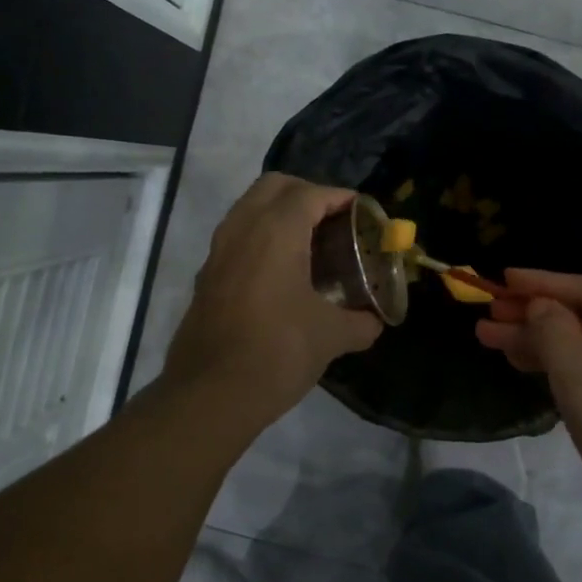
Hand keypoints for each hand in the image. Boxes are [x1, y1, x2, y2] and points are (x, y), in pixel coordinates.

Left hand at [162, 175, 382, 426]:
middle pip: (275, 186)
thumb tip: (374, 322)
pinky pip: (237, 236)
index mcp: (276, 232)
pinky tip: (282, 272)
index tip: (363, 212)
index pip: (311, 194)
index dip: (340, 197)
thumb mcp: (331, 337)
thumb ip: (360, 323)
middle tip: (334, 220)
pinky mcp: (207, 276)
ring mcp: (218, 251)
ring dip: (280, 213)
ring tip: (310, 242)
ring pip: (249, 208)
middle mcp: (242, 229)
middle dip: (307, 194)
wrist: (211, 394)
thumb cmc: (278, 352)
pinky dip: (261, 237)